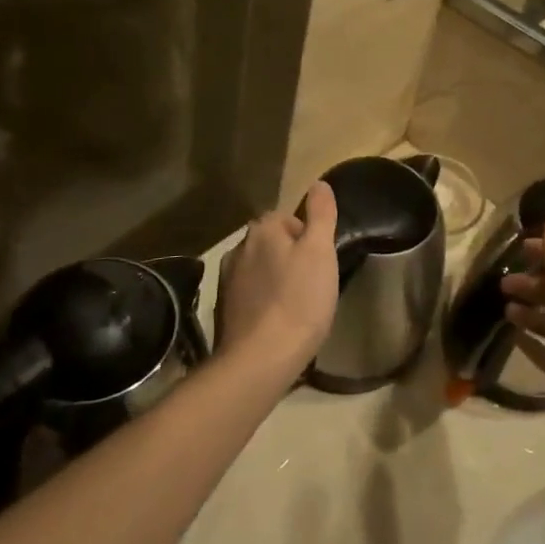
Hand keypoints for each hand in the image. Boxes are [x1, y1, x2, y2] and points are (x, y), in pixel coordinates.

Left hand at [215, 181, 338, 372]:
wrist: (259, 360)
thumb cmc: (298, 300)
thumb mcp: (320, 252)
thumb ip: (320, 214)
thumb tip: (319, 183)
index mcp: (262, 230)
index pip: (287, 218)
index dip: (308, 237)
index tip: (320, 262)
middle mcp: (238, 248)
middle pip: (271, 242)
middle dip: (289, 256)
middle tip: (312, 282)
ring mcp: (226, 280)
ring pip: (259, 268)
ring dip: (274, 278)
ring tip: (296, 304)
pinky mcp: (223, 310)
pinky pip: (249, 294)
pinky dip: (263, 301)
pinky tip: (277, 322)